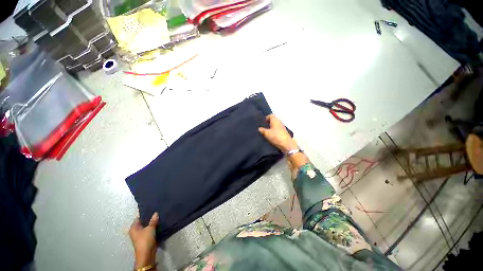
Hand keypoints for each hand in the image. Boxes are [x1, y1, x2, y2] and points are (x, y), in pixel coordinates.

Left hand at [129, 212, 158, 268]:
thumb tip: (156, 213)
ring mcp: (140, 236)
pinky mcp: (145, 239)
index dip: (145, 214)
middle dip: (149, 219)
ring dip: (152, 224)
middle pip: (143, 223)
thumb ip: (153, 220)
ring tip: (159, 218)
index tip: (152, 210)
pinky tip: (159, 225)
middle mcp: (135, 231)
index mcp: (133, 228)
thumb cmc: (145, 239)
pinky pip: (149, 231)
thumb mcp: (150, 228)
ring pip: (146, 227)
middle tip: (157, 213)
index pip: (138, 218)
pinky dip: (153, 229)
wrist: (147, 253)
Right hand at [258, 115, 297, 152]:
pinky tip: (272, 135)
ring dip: (272, 126)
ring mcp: (282, 127)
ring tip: (267, 131)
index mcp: (275, 120)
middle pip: (274, 119)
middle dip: (269, 122)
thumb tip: (259, 128)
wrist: (286, 144)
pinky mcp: (284, 132)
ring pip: (276, 124)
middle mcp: (279, 122)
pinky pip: (278, 129)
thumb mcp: (267, 134)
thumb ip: (262, 130)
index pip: (271, 115)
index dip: (266, 118)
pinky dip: (275, 130)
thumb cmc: (276, 137)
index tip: (263, 122)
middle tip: (264, 126)